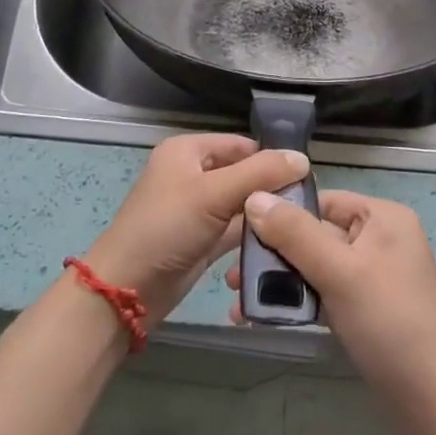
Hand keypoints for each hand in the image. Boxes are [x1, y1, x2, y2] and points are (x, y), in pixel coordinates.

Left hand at [86, 134, 308, 318]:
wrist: (128, 289)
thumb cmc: (166, 228)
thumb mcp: (214, 194)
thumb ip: (260, 173)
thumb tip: (303, 158)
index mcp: (188, 151)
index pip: (241, 144)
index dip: (271, 158)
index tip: (306, 178)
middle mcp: (193, 174)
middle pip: (243, 173)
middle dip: (272, 188)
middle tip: (307, 205)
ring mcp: (197, 210)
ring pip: (242, 204)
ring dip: (266, 214)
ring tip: (302, 225)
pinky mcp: (203, 240)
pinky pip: (236, 230)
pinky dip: (255, 235)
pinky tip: (283, 243)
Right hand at [227, 189, 435, 406]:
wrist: (434, 402)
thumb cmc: (390, 323)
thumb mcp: (339, 272)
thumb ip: (295, 233)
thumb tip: (253, 197)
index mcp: (382, 218)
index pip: (322, 200)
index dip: (281, 212)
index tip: (239, 232)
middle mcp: (379, 240)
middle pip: (315, 234)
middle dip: (273, 255)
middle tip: (233, 277)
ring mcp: (374, 277)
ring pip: (315, 267)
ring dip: (279, 282)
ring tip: (239, 302)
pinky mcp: (366, 311)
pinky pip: (324, 295)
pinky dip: (296, 304)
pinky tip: (261, 318)